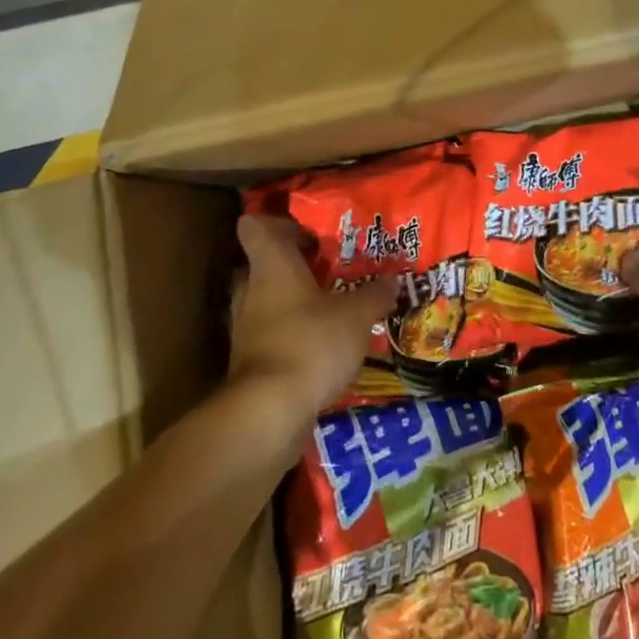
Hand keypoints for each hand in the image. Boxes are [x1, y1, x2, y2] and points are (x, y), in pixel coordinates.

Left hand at [228, 215, 398, 426]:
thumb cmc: (311, 343)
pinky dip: (292, 337)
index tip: (310, 234)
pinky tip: (323, 348)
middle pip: (263, 264)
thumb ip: (375, 295)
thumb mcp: (356, 316)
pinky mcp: (249, 363)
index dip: (280, 224)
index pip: (255, 227)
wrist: (268, 414)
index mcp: (272, 265)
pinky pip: (271, 336)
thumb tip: (393, 280)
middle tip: (329, 270)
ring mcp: (246, 328)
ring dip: (294, 304)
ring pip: (267, 302)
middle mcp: (252, 290)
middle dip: (293, 266)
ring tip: (332, 310)